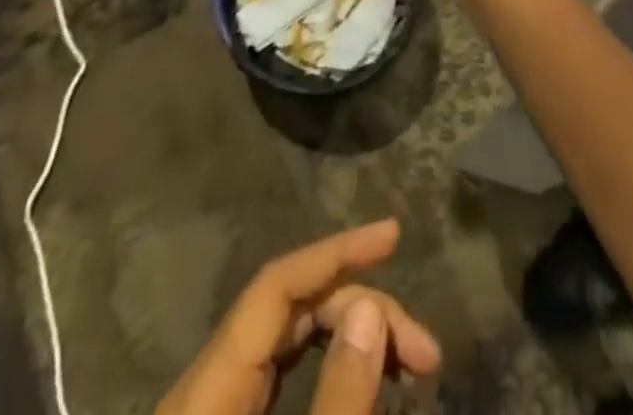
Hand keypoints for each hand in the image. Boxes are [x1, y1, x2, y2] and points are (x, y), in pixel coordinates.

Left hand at [157, 221, 440, 414]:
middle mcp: (206, 387)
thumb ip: (339, 403)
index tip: (394, 235)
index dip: (334, 252)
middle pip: (289, 314)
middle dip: (360, 311)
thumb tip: (371, 310)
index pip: (275, 288)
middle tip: (425, 355)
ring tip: (410, 365)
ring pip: (289, 343)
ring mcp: (215, 408)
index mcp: (207, 392)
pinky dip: (329, 368)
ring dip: (351, 338)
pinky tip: (367, 380)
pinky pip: (282, 375)